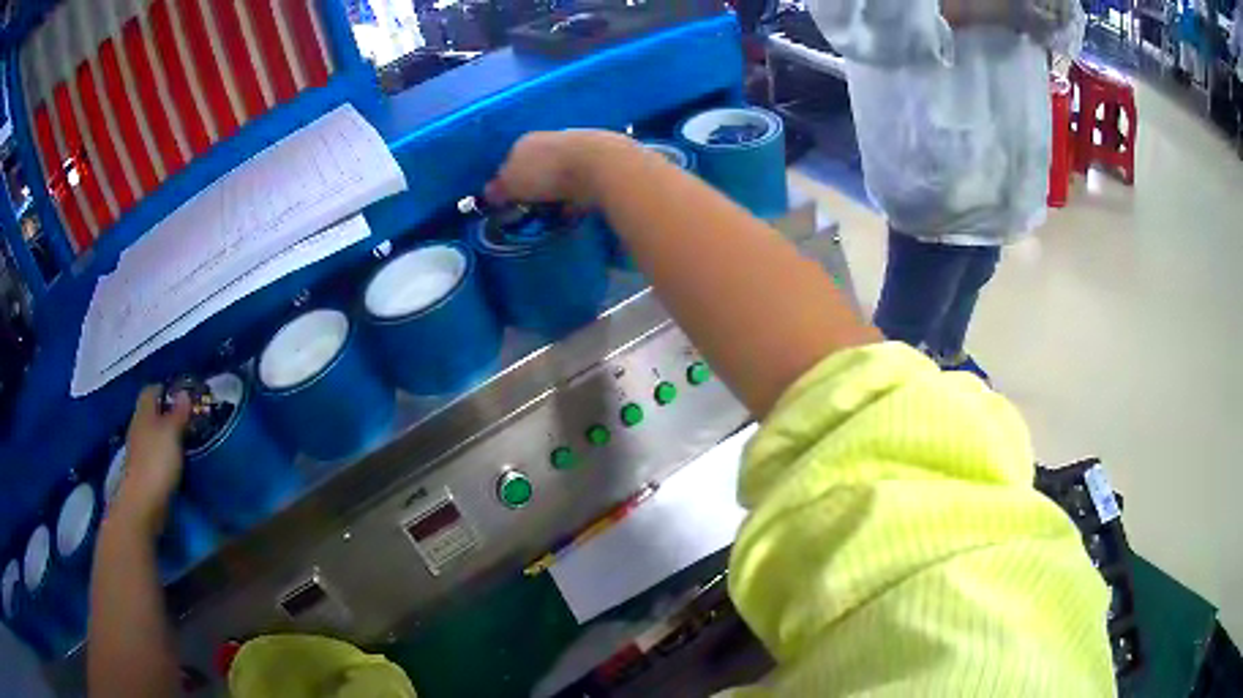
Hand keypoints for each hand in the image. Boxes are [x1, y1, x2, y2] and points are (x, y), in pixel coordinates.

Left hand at [110, 386, 190, 536]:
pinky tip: (175, 463)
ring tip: (184, 442)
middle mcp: (138, 427)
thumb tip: (184, 393)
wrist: (142, 504)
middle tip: (186, 420)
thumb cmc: (156, 462)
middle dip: (166, 414)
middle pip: (151, 413)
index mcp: (144, 413)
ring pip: (152, 435)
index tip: (182, 396)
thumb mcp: (171, 434)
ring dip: (165, 436)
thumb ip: (178, 414)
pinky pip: (154, 455)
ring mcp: (138, 451)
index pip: (151, 391)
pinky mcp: (142, 473)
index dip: (165, 390)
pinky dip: (163, 456)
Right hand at [485, 130, 631, 208]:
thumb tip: (489, 192)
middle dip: (536, 183)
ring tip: (556, 211)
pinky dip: (579, 194)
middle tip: (533, 207)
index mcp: (525, 141)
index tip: (509, 201)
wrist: (601, 165)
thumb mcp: (512, 183)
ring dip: (559, 188)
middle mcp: (552, 139)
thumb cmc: (547, 172)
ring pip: (562, 171)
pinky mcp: (602, 162)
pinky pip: (583, 182)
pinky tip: (578, 209)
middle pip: (538, 164)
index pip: (511, 160)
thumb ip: (500, 188)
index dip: (508, 181)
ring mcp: (579, 147)